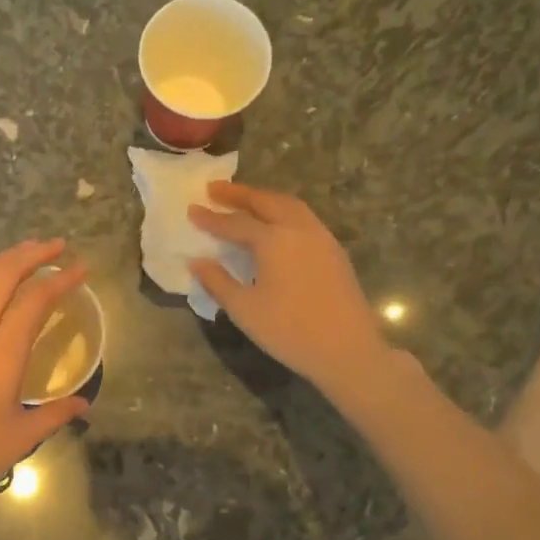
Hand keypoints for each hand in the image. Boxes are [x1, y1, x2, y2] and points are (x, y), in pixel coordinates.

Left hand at [0, 239, 91, 497]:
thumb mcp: (21, 436)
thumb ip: (56, 414)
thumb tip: (83, 403)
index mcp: (2, 351)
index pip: (36, 299)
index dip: (61, 279)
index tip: (80, 268)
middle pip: (2, 274)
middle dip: (31, 253)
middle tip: (55, 246)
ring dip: (2, 262)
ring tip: (23, 255)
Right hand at [187, 183, 392, 397]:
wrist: (347, 350)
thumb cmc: (289, 331)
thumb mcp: (244, 309)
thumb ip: (218, 281)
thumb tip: (197, 262)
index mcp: (274, 241)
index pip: (235, 223)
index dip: (211, 218)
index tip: (191, 209)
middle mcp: (299, 230)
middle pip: (266, 202)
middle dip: (239, 194)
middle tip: (214, 189)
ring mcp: (321, 238)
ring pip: (290, 206)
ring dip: (264, 198)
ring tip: (244, 201)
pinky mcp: (334, 251)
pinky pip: (304, 218)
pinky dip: (283, 211)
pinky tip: (275, 225)